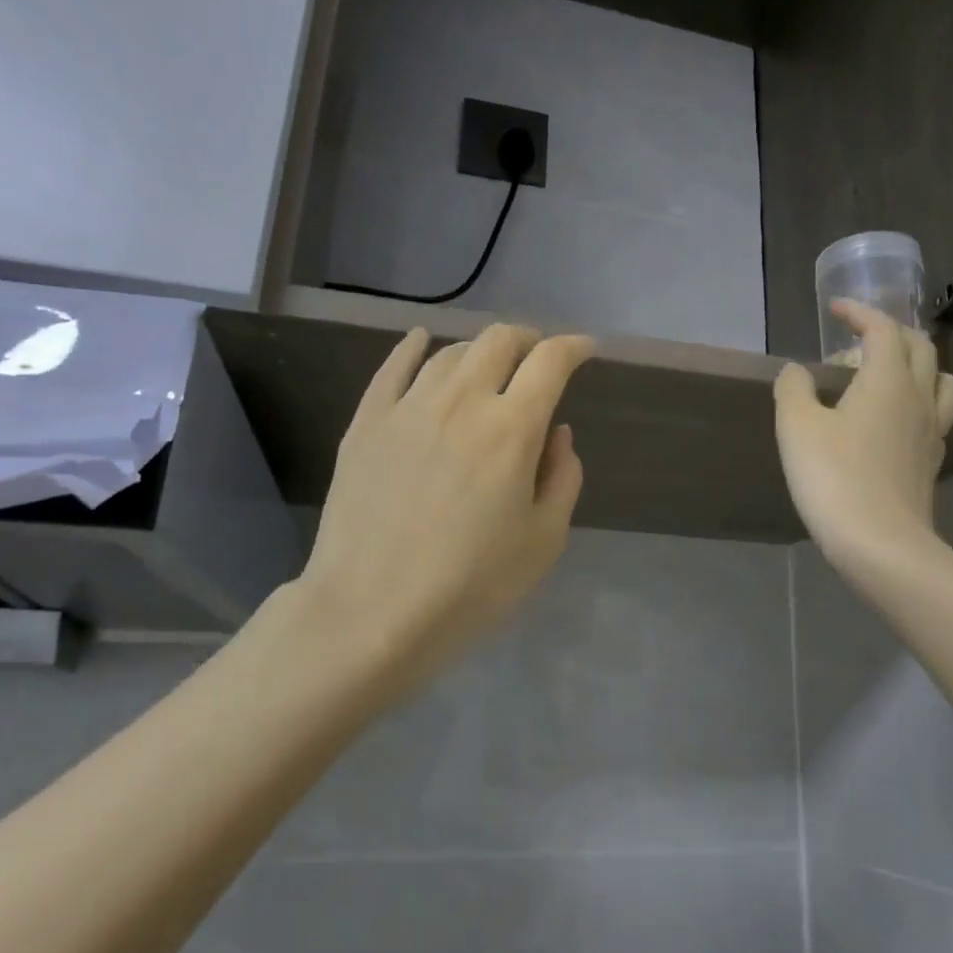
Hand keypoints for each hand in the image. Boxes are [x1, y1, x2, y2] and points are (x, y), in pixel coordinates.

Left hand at [293, 324, 594, 700]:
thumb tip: (557, 434)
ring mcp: (407, 408)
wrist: (371, 612)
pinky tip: (420, 340)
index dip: (574, 347)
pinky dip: (413, 346)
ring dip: (479, 352)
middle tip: (537, 361)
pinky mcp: (366, 423)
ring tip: (488, 370)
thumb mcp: (544, 541)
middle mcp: (461, 402)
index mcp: (512, 429)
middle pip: (498, 341)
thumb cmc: (471, 586)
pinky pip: (392, 367)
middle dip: (528, 340)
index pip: (550, 362)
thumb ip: (562, 478)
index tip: (586, 350)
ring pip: (449, 352)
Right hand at [773, 300, 952, 565]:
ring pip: (942, 380)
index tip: (836, 309)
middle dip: (891, 332)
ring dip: (920, 366)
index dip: (860, 312)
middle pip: (920, 347)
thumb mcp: (797, 428)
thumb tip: (797, 371)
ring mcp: (933, 431)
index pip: (883, 328)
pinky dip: (921, 403)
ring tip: (891, 377)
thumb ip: (794, 389)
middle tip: (858, 341)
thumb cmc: (834, 478)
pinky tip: (897, 422)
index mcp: (887, 380)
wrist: (881, 544)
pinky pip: (938, 415)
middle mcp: (919, 397)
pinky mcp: (932, 462)